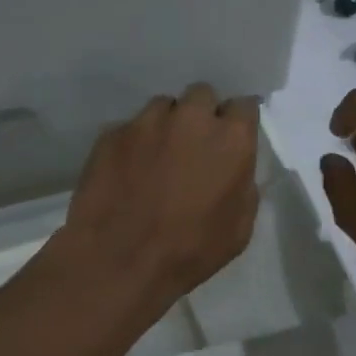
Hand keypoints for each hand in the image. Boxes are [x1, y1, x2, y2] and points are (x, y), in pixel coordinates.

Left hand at [58, 84, 259, 306]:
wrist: (119, 259)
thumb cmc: (189, 250)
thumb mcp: (238, 227)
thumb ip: (242, 184)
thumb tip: (235, 168)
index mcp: (230, 139)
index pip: (244, 106)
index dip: (237, 122)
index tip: (231, 138)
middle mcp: (190, 118)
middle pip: (201, 96)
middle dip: (201, 115)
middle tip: (193, 146)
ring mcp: (146, 122)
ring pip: (162, 108)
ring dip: (165, 126)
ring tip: (156, 158)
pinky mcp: (112, 133)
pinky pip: (129, 129)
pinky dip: (133, 144)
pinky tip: (127, 171)